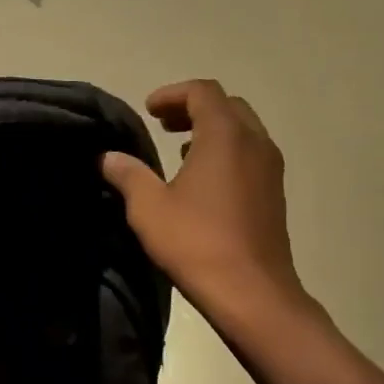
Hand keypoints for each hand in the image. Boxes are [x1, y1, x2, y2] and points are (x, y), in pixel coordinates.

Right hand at [101, 80, 306, 321]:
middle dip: (194, 108)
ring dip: (211, 131)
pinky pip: (250, 155)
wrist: (251, 292)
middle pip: (228, 106)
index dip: (173, 94)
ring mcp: (270, 169)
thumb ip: (128, 175)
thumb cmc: (196, 242)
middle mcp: (255, 143)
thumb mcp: (149, 208)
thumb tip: (109, 157)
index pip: (203, 92)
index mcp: (225, 137)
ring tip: (179, 149)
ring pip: (243, 131)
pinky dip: (225, 152)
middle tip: (163, 125)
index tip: (148, 110)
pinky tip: (201, 181)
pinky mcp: (274, 194)